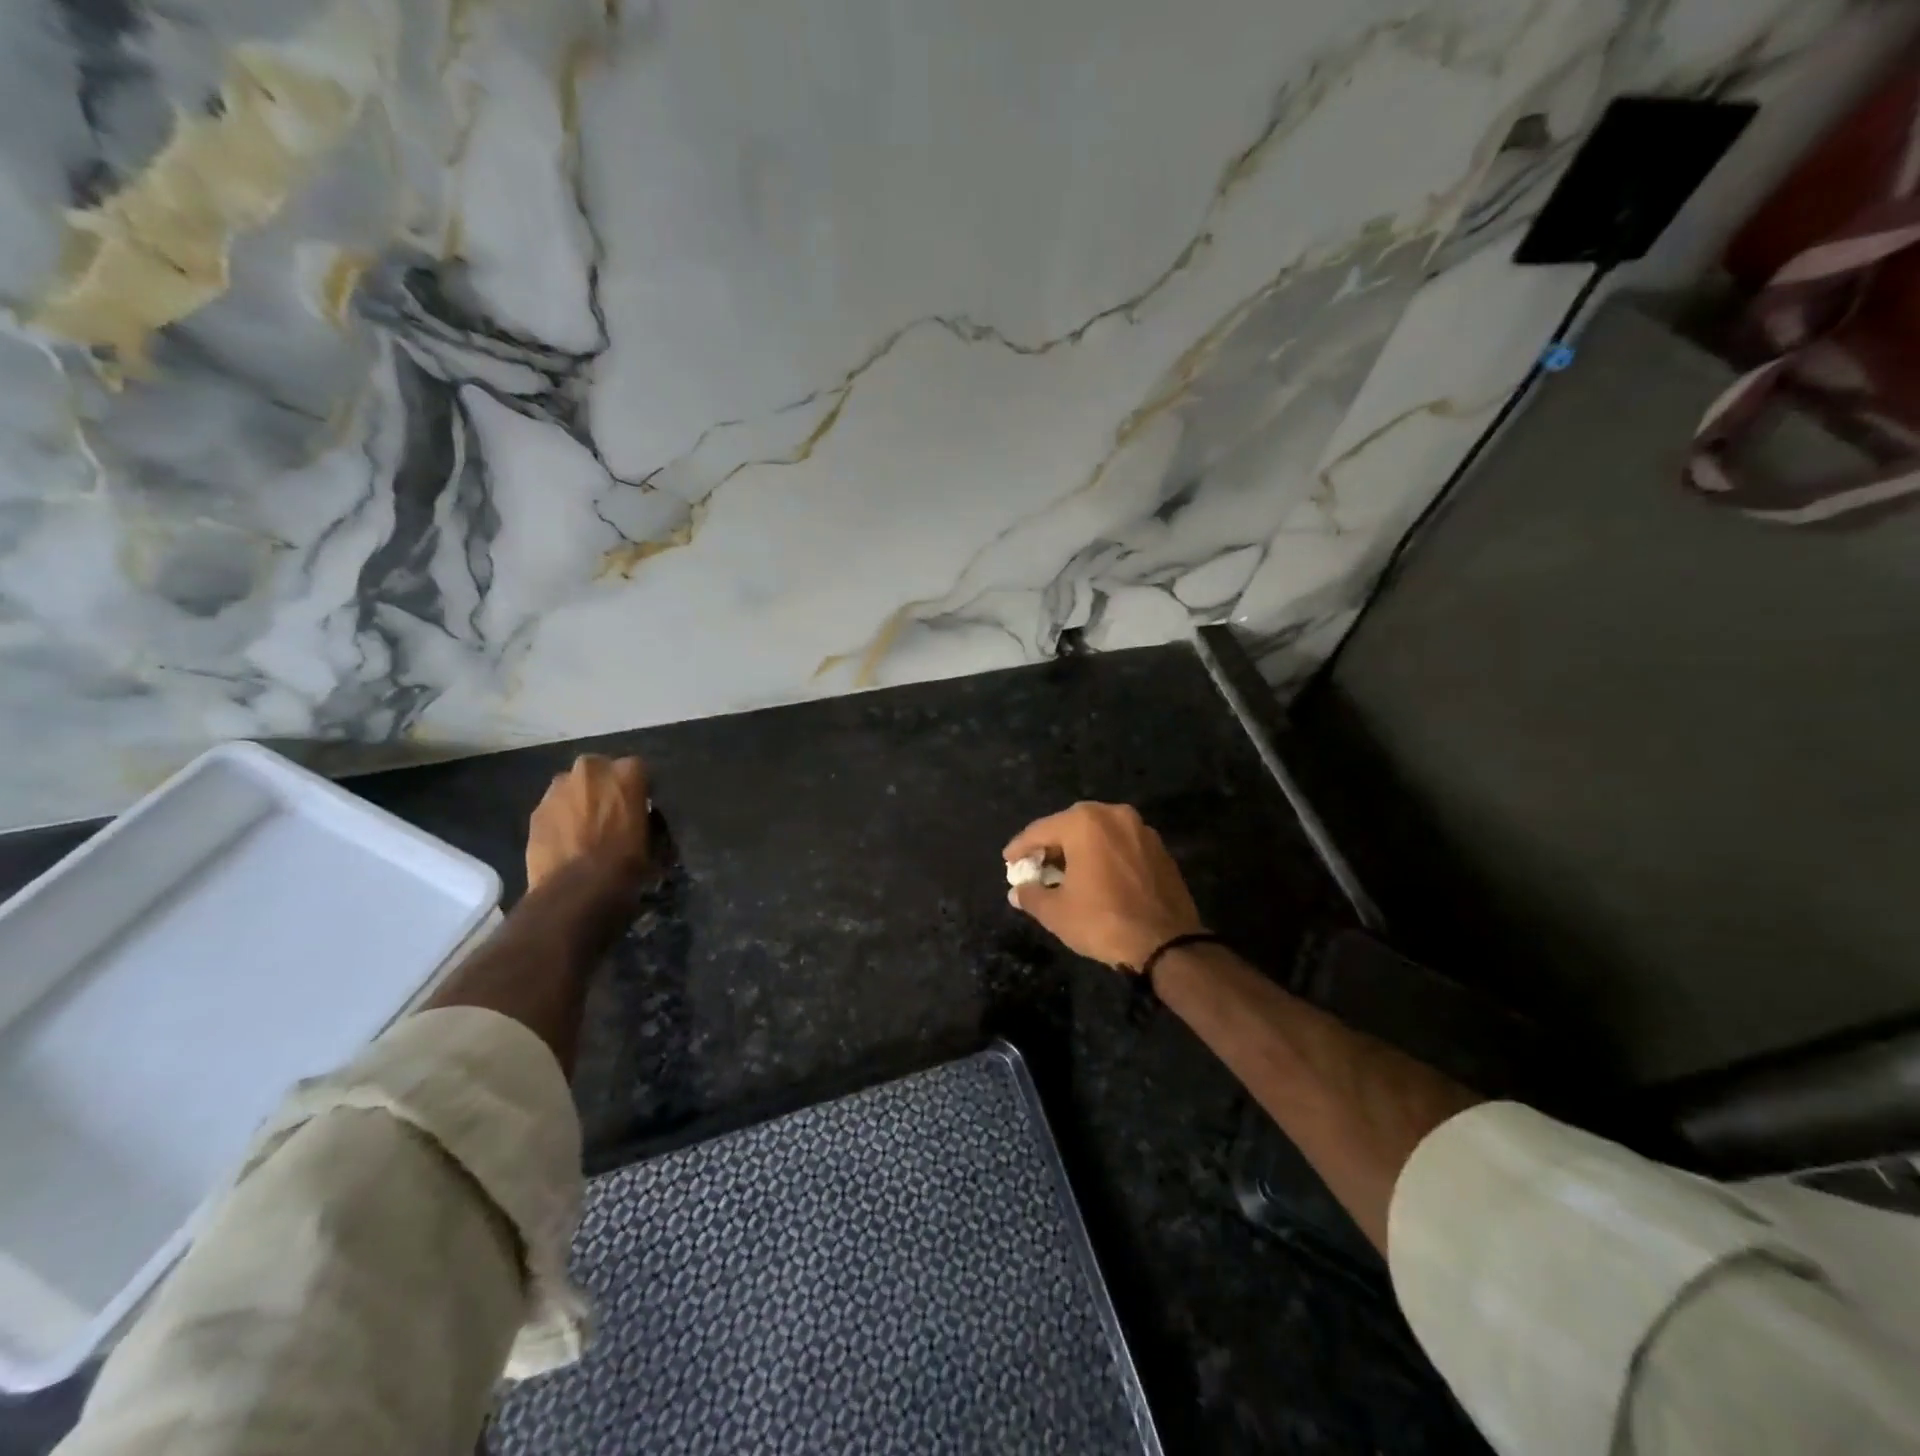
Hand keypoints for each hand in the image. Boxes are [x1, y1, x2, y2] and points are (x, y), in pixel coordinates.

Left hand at [526, 754, 652, 889]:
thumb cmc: (627, 862)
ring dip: (580, 801)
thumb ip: (647, 819)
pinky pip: (554, 809)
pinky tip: (566, 842)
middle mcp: (590, 769)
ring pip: (573, 788)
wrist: (578, 889)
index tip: (639, 807)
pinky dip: (560, 819)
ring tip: (585, 830)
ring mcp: (558, 788)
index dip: (637, 789)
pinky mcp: (536, 810)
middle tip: (610, 815)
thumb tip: (643, 821)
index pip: (637, 770)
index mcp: (626, 772)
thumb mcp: (653, 839)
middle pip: (600, 771)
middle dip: (604, 788)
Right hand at [1003, 802, 1204, 970]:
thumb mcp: (1057, 913)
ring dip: (1078, 848)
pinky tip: (1095, 876)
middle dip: (1050, 844)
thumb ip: (1031, 895)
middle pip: (1070, 825)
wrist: (1167, 943)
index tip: (1008, 861)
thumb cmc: (1104, 921)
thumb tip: (1017, 891)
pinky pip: (1120, 844)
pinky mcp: (1159, 848)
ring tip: (1064, 871)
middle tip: (1035, 865)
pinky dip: (1103, 854)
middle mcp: (1114, 815)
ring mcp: (1141, 830)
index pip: (1041, 830)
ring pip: (1098, 832)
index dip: (1020, 847)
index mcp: (1085, 823)